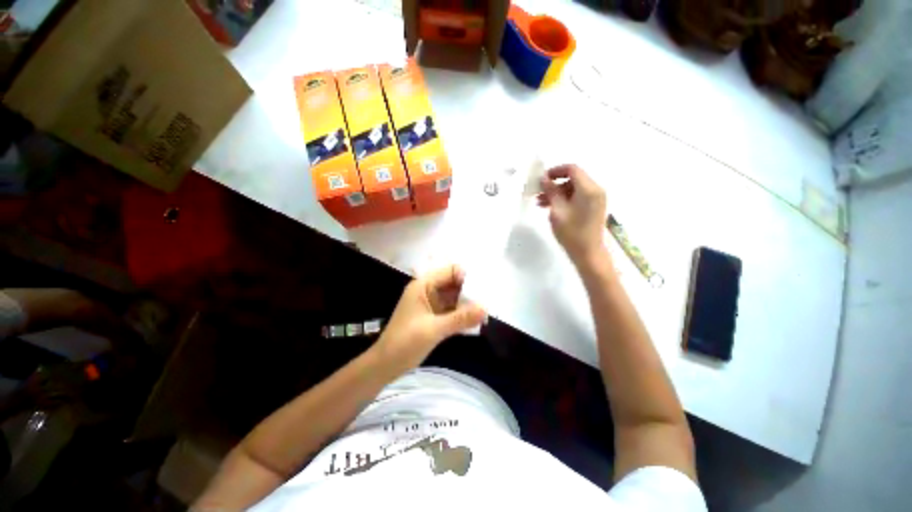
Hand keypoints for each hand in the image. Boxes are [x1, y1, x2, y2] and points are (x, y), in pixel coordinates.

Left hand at [376, 265, 485, 366]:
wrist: (385, 366)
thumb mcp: (434, 329)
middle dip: (470, 292)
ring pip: (455, 298)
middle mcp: (428, 290)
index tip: (483, 291)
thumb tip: (486, 309)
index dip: (467, 278)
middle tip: (488, 303)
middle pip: (454, 283)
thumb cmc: (405, 343)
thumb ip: (460, 318)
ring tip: (485, 313)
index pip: (450, 271)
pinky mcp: (434, 316)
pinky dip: (463, 314)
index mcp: (423, 285)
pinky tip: (476, 322)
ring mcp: (431, 304)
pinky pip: (452, 310)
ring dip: (468, 304)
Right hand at [537, 164, 607, 264]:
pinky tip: (550, 207)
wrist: (588, 253)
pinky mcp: (593, 207)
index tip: (541, 179)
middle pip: (573, 179)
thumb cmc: (572, 233)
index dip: (555, 171)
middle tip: (538, 192)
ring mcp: (595, 199)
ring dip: (557, 193)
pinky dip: (564, 199)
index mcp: (589, 189)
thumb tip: (544, 178)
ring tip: (540, 202)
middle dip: (554, 184)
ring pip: (573, 189)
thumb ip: (551, 191)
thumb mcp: (557, 210)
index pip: (572, 169)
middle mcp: (595, 190)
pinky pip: (577, 197)